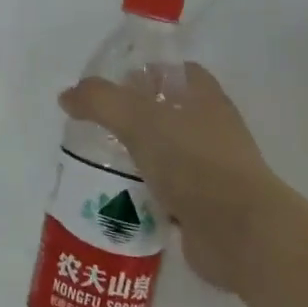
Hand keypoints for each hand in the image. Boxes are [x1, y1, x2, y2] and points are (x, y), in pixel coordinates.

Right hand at [59, 63, 287, 290]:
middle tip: (93, 124)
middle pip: (163, 111)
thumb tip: (67, 96)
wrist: (240, 235)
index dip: (143, 72)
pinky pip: (164, 190)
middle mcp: (211, 128)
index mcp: (204, 97)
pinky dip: (141, 192)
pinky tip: (114, 195)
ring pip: (162, 152)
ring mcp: (209, 169)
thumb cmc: (194, 162)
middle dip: (130, 117)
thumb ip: (99, 101)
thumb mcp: (138, 119)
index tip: (111, 85)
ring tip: (96, 159)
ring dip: (134, 156)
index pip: (173, 71)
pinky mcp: (202, 206)